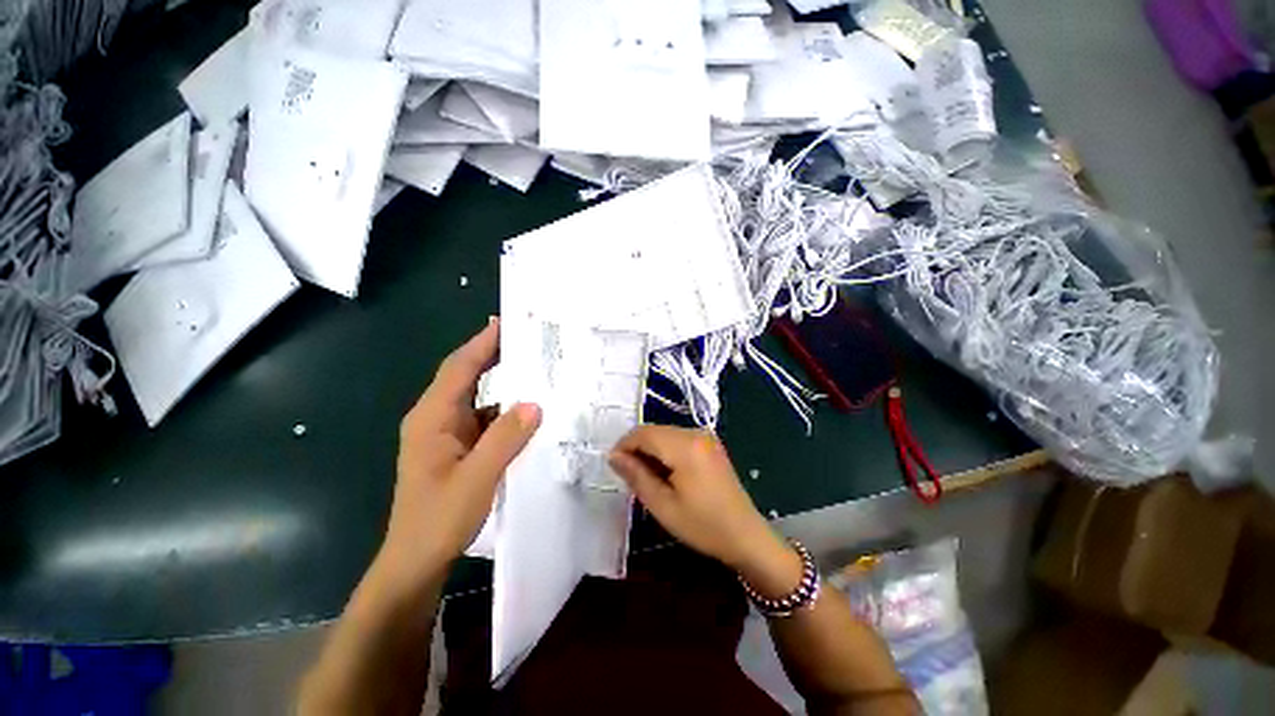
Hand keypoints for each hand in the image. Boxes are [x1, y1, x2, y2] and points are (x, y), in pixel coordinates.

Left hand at [378, 320, 540, 592]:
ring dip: (503, 384)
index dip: (482, 343)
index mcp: (432, 418)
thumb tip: (535, 403)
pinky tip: (529, 413)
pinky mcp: (458, 449)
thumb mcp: (476, 478)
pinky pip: (485, 420)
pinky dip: (506, 412)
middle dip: (494, 355)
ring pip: (479, 399)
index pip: (460, 368)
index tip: (506, 322)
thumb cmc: (438, 520)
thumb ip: (505, 438)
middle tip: (528, 339)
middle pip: (466, 377)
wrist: (415, 563)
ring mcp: (447, 435)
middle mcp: (437, 419)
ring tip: (536, 371)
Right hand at [609, 425, 800, 596]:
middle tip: (628, 475)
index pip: (644, 433)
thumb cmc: (702, 525)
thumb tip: (614, 456)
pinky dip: (665, 451)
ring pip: (665, 434)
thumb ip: (636, 476)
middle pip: (655, 430)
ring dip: (650, 450)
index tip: (613, 465)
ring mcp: (706, 437)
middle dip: (637, 448)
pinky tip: (665, 473)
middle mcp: (696, 433)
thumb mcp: (662, 505)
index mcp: (685, 446)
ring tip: (645, 477)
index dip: (624, 445)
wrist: (745, 536)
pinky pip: (679, 439)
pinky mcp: (710, 444)